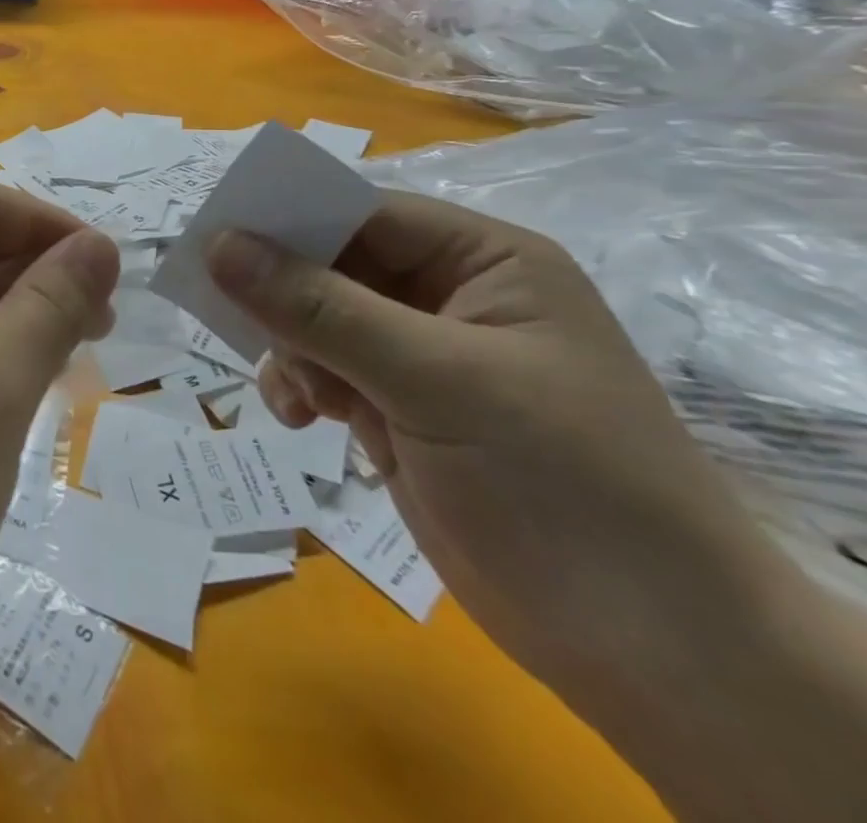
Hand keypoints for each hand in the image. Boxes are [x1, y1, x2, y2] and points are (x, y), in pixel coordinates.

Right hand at [205, 192, 783, 709]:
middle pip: (332, 264)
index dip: (287, 217)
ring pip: (317, 319)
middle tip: (224, 311)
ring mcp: (421, 357)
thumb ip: (319, 308)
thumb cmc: (561, 483)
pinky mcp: (399, 410)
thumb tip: (217, 245)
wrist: (655, 654)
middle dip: (281, 292)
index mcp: (482, 261)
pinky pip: (322, 371)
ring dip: (290, 347)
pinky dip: (300, 387)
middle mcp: (448, 297)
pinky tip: (302, 420)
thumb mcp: (435, 380)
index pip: (362, 212)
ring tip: (298, 393)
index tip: (212, 235)